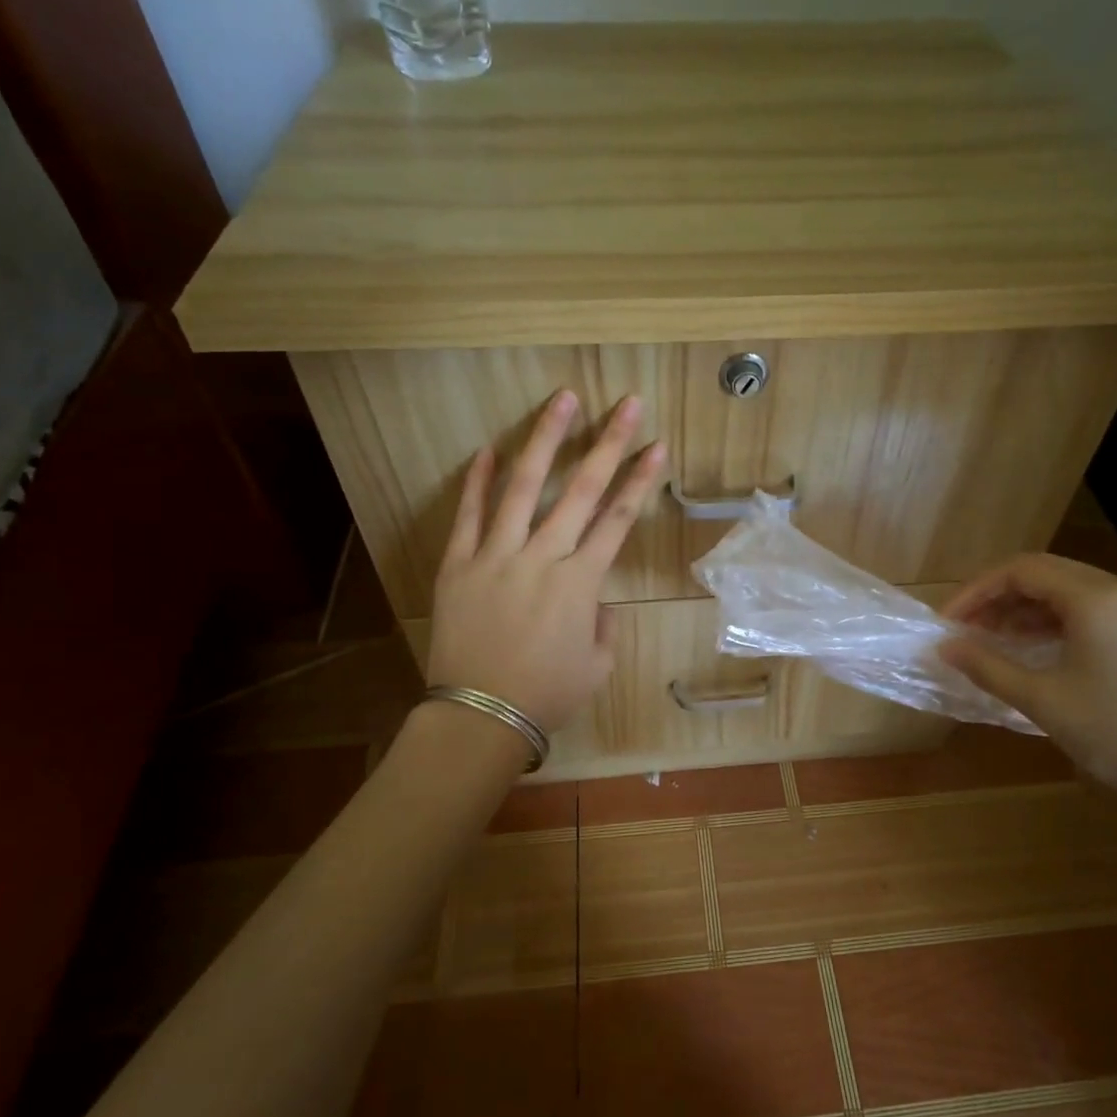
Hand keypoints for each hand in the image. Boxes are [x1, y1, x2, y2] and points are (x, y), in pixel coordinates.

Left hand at [426, 391, 665, 733]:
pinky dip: (478, 480)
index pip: (618, 519)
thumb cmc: (547, 695)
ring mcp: (496, 555)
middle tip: (626, 404)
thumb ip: (604, 624)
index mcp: (580, 582)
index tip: (658, 446)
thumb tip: (593, 601)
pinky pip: (468, 514)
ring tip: (562, 401)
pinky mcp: (458, 563)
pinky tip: (488, 448)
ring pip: (523, 486)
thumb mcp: (598, 666)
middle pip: (581, 490)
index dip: (640, 480)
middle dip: (608, 443)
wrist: (479, 715)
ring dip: (545, 440)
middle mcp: (542, 556)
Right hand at [939, 555, 1116, 824]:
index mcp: (1097, 598)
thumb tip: (944, 646)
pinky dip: (1055, 624)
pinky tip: (1035, 652)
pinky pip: (1092, 612)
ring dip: (1025, 611)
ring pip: (1069, 592)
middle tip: (966, 631)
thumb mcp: (1042, 700)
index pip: (1022, 570)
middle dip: (998, 598)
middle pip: (1046, 574)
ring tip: (993, 643)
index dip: (977, 591)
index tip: (948, 623)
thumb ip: (988, 666)